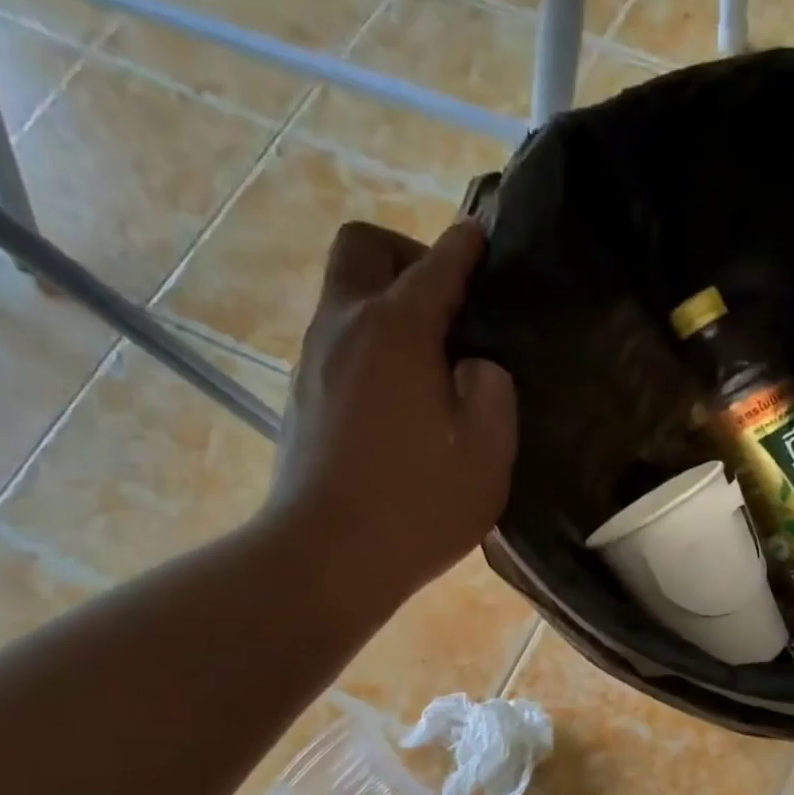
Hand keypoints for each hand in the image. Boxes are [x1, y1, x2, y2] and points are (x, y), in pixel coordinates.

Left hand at [265, 219, 517, 600]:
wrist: (328, 556)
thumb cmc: (418, 505)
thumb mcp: (488, 452)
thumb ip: (492, 391)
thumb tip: (472, 367)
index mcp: (397, 329)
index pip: (437, 265)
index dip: (466, 247)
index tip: (483, 238)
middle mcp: (345, 327)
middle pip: (362, 248)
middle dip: (406, 256)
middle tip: (444, 306)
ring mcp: (313, 362)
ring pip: (343, 297)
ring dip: (384, 305)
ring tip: (429, 361)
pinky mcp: (301, 398)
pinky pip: (337, 344)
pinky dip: (369, 347)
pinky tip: (398, 399)